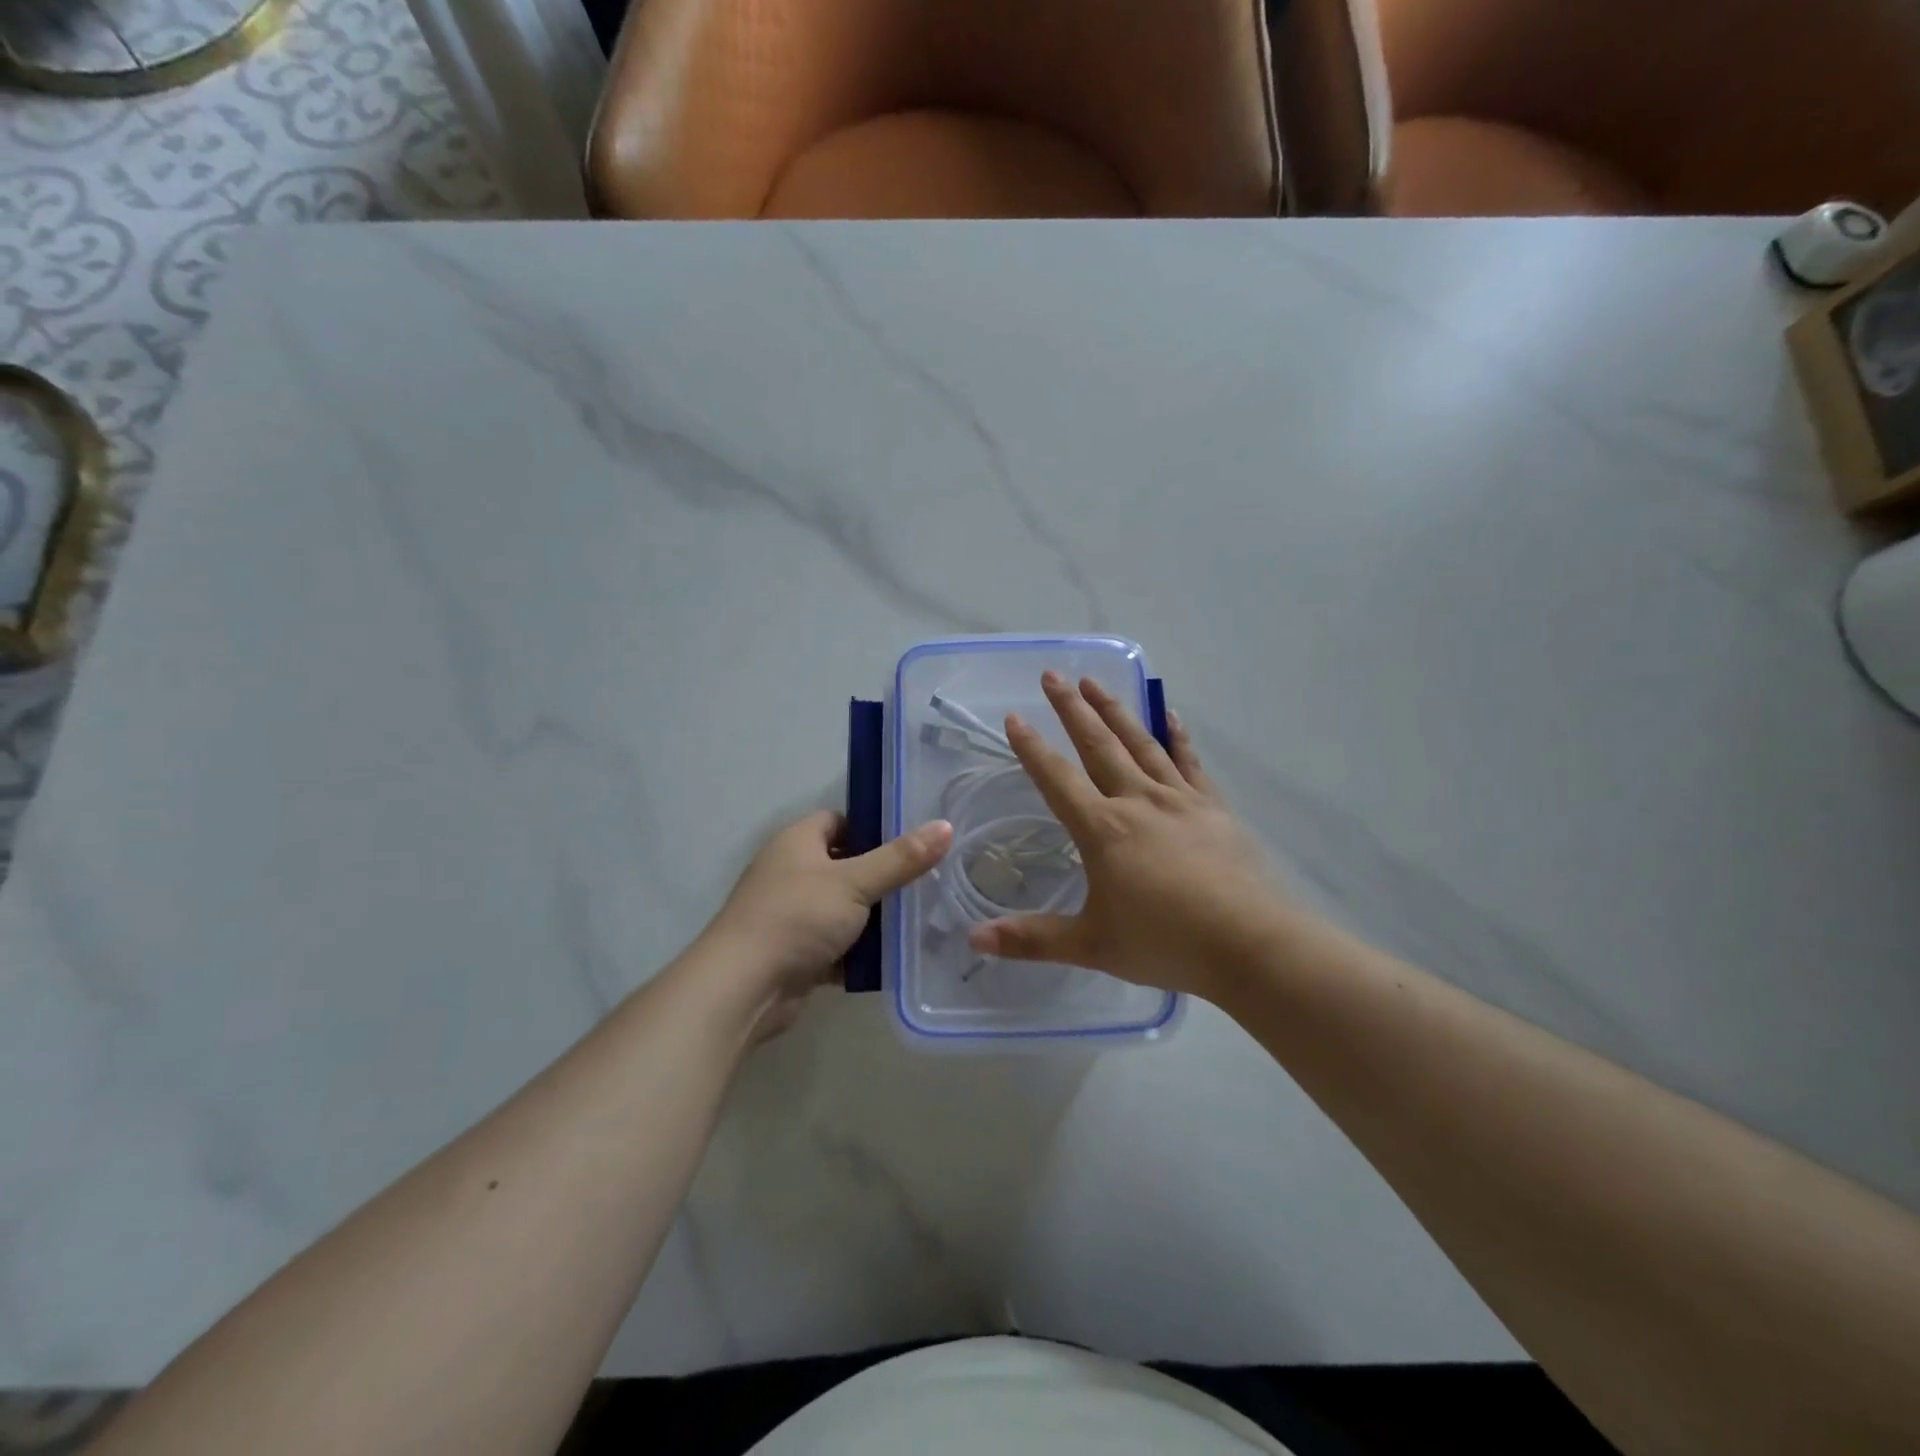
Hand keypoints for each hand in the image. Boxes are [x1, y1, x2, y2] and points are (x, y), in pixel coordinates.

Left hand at [701, 810, 952, 1038]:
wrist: (743, 988)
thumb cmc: (797, 917)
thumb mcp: (855, 882)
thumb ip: (901, 858)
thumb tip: (945, 827)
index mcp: (798, 841)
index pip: (839, 821)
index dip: (873, 828)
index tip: (911, 843)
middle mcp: (791, 872)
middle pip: (845, 866)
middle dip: (881, 877)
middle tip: (925, 883)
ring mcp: (791, 914)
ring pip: (843, 908)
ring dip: (873, 918)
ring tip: (919, 920)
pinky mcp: (795, 952)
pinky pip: (836, 944)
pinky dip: (859, 951)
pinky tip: (894, 957)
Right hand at [966, 672, 1293, 1000]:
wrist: (1250, 944)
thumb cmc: (1166, 943)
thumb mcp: (1092, 946)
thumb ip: (1031, 939)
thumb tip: (974, 939)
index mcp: (1103, 830)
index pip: (1057, 779)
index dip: (1032, 748)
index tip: (1013, 716)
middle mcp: (1137, 802)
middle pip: (1098, 745)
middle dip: (1072, 709)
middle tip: (1053, 675)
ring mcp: (1179, 800)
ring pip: (1140, 744)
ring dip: (1115, 711)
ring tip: (1095, 682)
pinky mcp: (1213, 808)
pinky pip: (1190, 763)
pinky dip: (1178, 737)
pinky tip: (1169, 715)